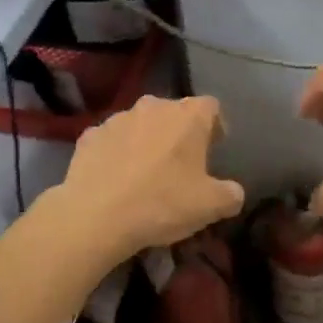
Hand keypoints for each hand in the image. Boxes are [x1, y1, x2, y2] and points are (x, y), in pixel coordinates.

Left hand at [48, 95, 245, 261]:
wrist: (96, 215)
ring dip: (147, 141)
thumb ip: (230, 195)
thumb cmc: (162, 203)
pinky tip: (116, 179)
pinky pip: (111, 140)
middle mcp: (153, 106)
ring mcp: (117, 118)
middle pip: (174, 112)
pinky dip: (117, 153)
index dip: (216, 126)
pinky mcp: (89, 136)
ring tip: (145, 173)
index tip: (214, 149)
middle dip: (179, 133)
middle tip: (181, 164)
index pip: (211, 107)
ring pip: (140, 124)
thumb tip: (233, 193)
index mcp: (188, 116)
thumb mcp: (210, 206)